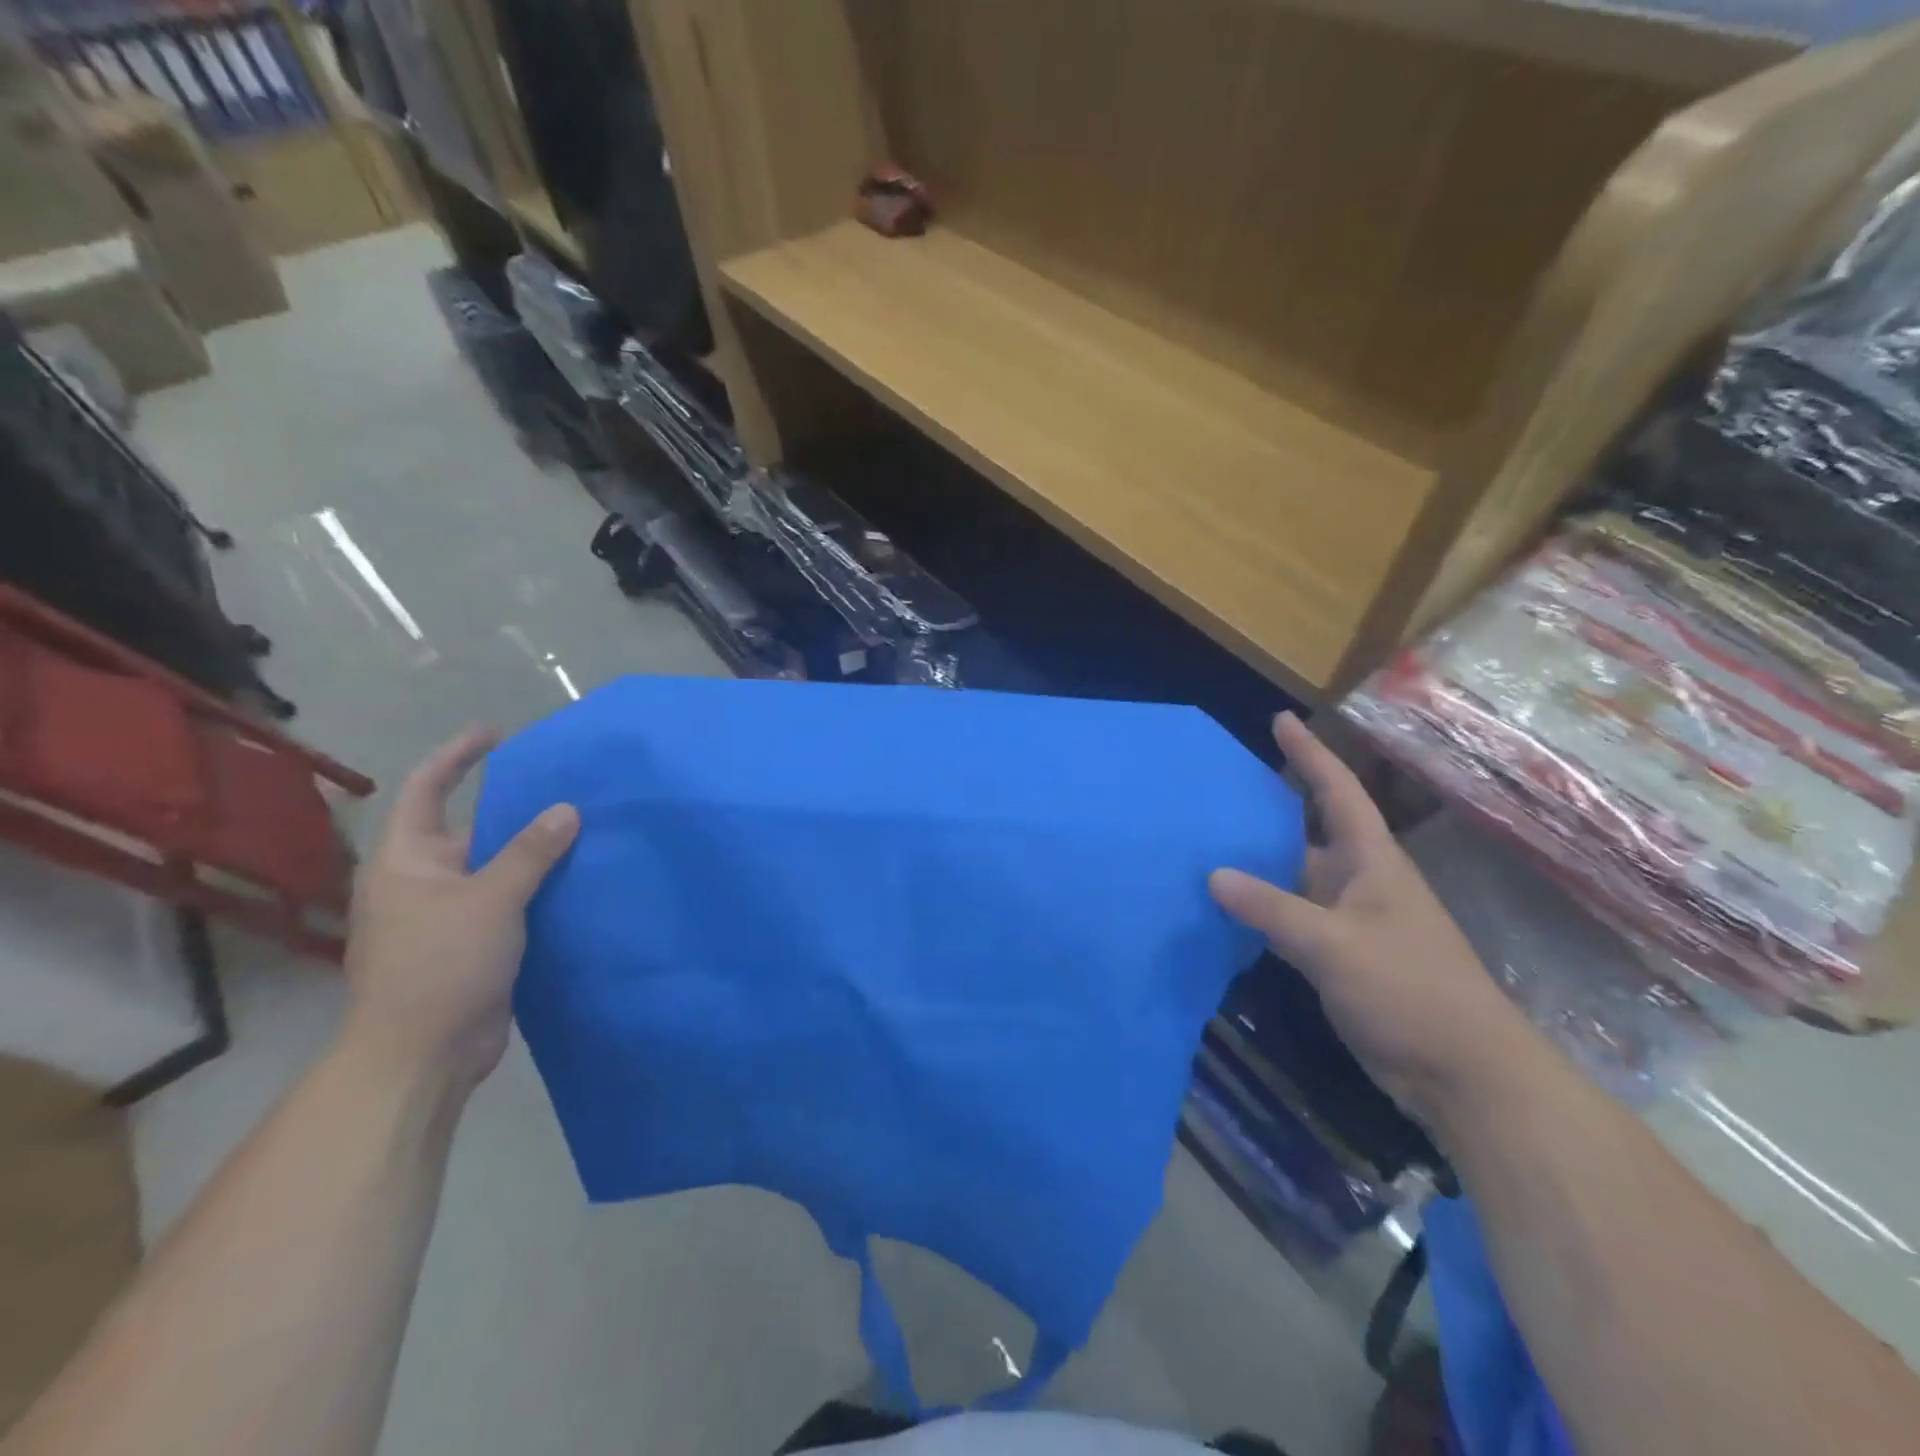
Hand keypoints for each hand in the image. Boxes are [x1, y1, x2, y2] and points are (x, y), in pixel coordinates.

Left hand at [342, 726, 578, 1095]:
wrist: (422, 1055)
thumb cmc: (441, 964)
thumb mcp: (491, 899)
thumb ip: (530, 852)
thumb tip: (566, 810)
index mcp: (407, 860)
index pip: (426, 789)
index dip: (457, 756)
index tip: (496, 734)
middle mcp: (423, 880)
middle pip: (471, 827)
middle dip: (515, 807)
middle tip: (565, 786)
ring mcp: (448, 914)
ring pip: (496, 866)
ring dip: (534, 849)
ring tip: (584, 826)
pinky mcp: (474, 942)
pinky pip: (510, 899)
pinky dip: (539, 885)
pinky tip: (577, 877)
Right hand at [1210, 713, 1532, 1126]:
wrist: (1464, 1073)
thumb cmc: (1410, 991)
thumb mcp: (1334, 945)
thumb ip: (1272, 909)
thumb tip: (1213, 875)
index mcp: (1371, 861)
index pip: (1336, 791)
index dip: (1310, 753)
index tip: (1279, 719)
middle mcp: (1360, 881)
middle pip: (1308, 830)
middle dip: (1268, 806)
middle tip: (1218, 788)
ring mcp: (1351, 920)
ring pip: (1295, 877)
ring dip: (1258, 862)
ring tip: (1207, 843)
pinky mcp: (1341, 956)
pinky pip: (1291, 917)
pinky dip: (1261, 907)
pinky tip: (1226, 908)